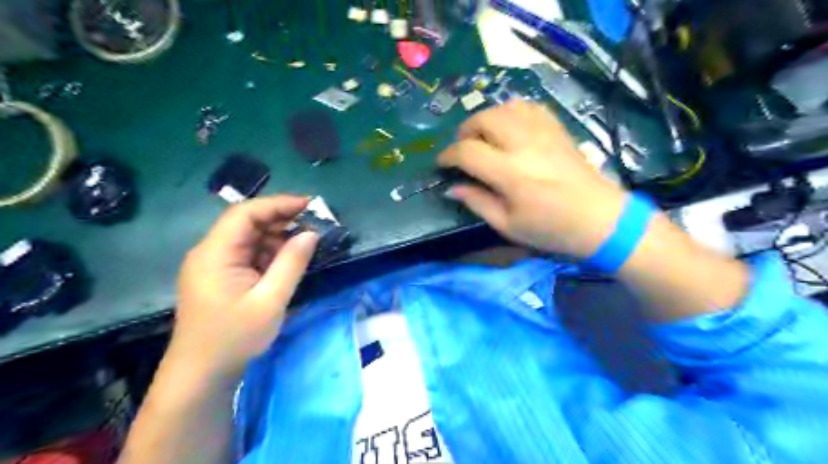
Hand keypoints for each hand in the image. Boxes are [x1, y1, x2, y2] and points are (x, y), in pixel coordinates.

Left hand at [172, 196, 319, 380]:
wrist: (201, 375)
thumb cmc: (234, 338)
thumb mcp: (270, 300)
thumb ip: (292, 263)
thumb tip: (311, 234)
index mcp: (215, 253)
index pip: (245, 213)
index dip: (278, 204)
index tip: (310, 205)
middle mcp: (210, 252)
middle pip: (246, 223)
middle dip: (281, 220)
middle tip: (314, 225)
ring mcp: (214, 265)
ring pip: (249, 238)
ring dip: (277, 238)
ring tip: (305, 245)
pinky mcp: (220, 277)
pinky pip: (248, 255)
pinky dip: (270, 254)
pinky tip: (287, 262)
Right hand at [440, 100, 627, 256]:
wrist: (600, 220)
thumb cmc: (551, 229)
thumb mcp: (508, 225)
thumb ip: (477, 202)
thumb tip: (452, 188)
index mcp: (510, 173)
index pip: (467, 151)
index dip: (448, 155)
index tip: (442, 163)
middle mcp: (525, 144)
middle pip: (484, 118)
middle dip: (465, 131)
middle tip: (463, 149)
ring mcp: (544, 133)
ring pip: (505, 107)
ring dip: (487, 118)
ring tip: (485, 138)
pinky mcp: (558, 129)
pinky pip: (529, 107)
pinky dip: (512, 112)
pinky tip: (510, 129)